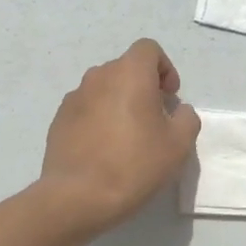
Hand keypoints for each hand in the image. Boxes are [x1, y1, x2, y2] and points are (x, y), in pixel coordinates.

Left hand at [39, 39, 200, 233]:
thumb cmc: (134, 164)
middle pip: (125, 68)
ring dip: (119, 102)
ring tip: (127, 137)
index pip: (148, 49)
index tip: (169, 97)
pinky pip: (86, 109)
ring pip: (104, 89)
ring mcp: (74, 97)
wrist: (77, 196)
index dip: (164, 68)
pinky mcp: (58, 119)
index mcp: (129, 73)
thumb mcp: (178, 145)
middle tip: (153, 120)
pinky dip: (98, 119)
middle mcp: (98, 76)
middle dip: (143, 87)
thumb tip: (179, 111)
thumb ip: (186, 118)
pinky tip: (103, 150)